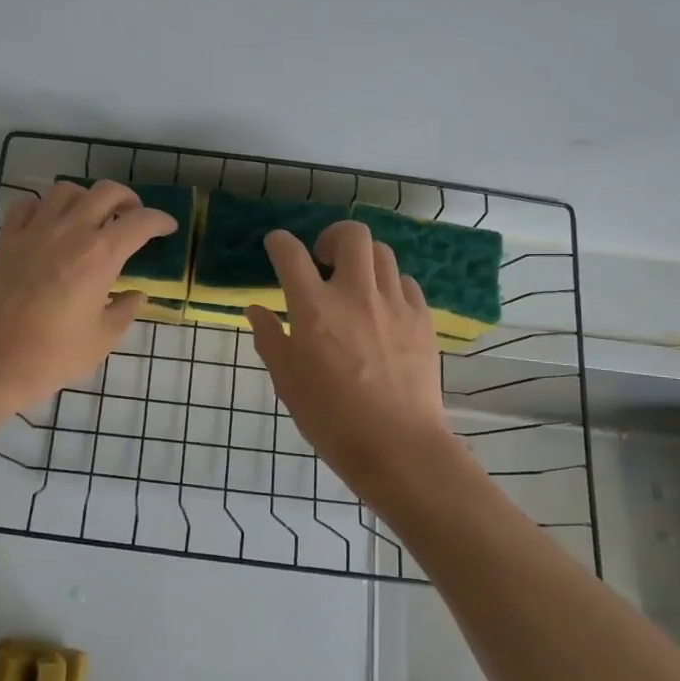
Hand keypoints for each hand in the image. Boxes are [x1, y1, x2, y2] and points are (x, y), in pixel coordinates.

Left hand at [0, 180, 176, 412]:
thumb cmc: (51, 356)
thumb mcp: (101, 340)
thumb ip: (124, 311)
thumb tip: (135, 295)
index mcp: (100, 255)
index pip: (141, 222)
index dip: (160, 220)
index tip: (167, 228)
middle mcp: (70, 231)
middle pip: (106, 192)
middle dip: (127, 199)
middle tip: (132, 217)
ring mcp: (34, 230)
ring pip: (66, 190)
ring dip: (86, 198)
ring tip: (90, 217)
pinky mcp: (7, 239)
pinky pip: (28, 204)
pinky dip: (44, 207)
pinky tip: (49, 224)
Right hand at [247, 221, 451, 488]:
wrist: (397, 446)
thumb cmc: (330, 418)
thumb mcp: (286, 381)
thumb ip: (270, 339)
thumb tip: (257, 310)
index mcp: (314, 309)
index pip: (291, 254)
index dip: (279, 242)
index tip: (276, 246)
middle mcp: (355, 294)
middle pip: (351, 235)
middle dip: (333, 236)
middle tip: (324, 260)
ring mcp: (393, 304)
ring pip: (383, 254)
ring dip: (363, 260)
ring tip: (356, 284)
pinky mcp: (422, 320)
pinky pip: (406, 283)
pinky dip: (390, 285)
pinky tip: (383, 309)